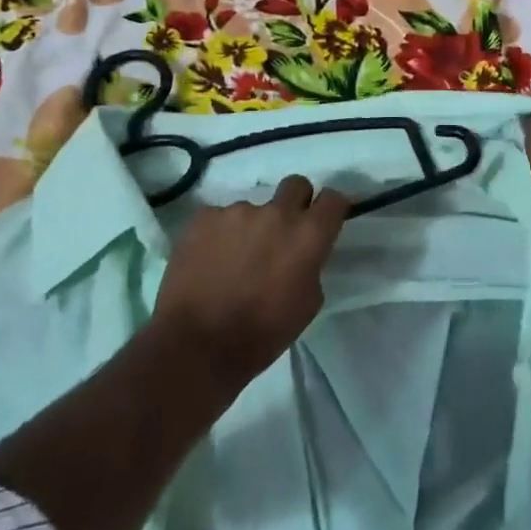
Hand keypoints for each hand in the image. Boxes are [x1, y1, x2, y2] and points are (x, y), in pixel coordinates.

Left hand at [151, 175, 350, 389]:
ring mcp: (236, 211)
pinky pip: (219, 218)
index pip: (333, 199)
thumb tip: (302, 254)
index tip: (326, 219)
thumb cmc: (262, 333)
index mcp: (308, 235)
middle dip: (295, 202)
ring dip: (251, 227)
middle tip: (283, 231)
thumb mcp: (307, 304)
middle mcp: (276, 213)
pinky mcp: (203, 218)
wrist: (197, 345)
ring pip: (252, 208)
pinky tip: (210, 261)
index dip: (331, 207)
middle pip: (296, 184)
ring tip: (234, 259)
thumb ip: (311, 266)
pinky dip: (219, 235)